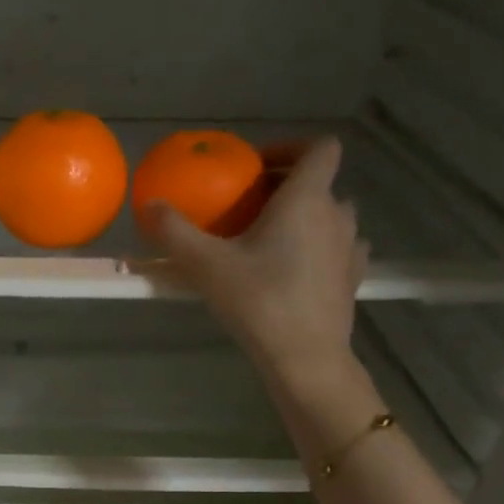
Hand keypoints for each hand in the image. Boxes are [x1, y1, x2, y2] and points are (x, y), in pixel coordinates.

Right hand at [146, 136, 365, 387]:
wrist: (305, 357)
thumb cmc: (258, 301)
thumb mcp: (206, 265)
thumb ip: (175, 231)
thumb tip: (149, 203)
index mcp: (306, 198)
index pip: (318, 147)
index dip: (290, 147)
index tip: (257, 167)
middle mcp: (337, 214)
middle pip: (319, 183)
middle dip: (285, 187)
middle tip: (248, 208)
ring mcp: (350, 247)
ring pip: (330, 216)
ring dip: (304, 218)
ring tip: (270, 241)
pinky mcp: (353, 277)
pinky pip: (338, 247)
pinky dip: (318, 248)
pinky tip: (294, 270)